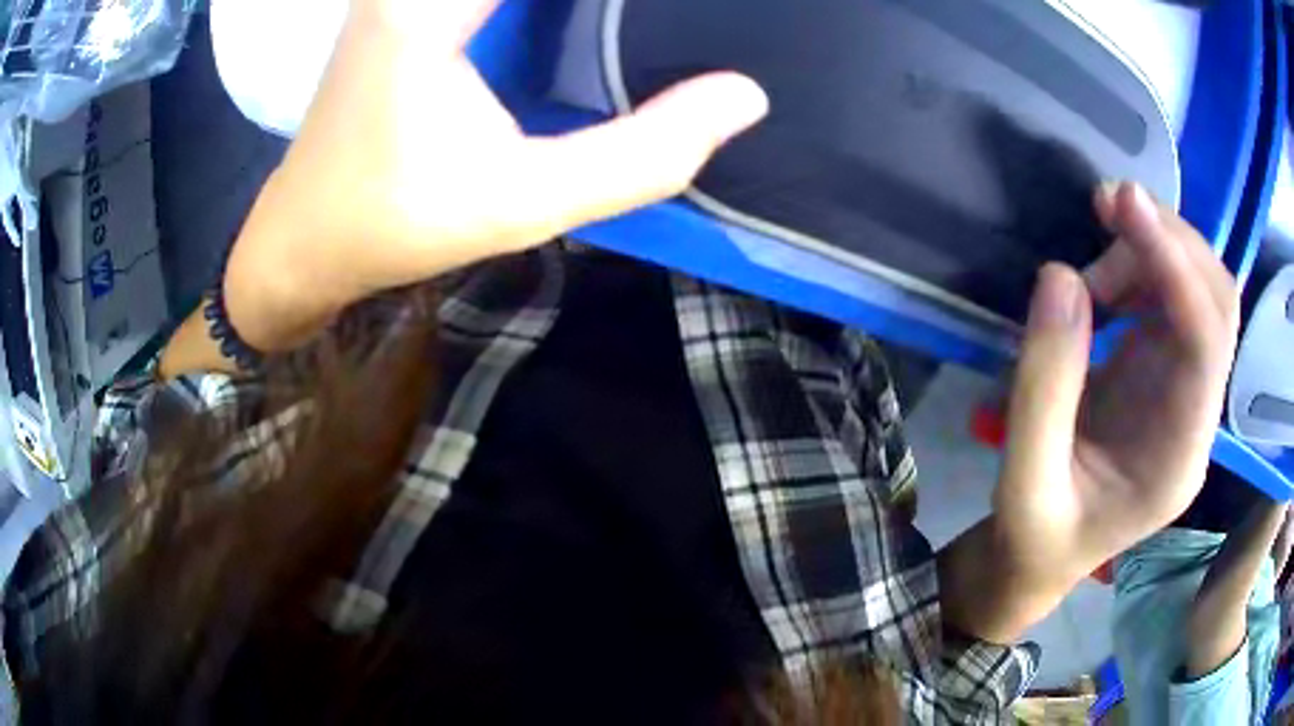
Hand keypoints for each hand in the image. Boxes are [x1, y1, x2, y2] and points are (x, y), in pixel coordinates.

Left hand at [223, 0, 767, 350]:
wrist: (306, 235)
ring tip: (618, 25)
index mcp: (430, 4)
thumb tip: (744, 97)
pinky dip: (549, 3)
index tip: (674, 14)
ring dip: (577, 3)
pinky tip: (577, 19)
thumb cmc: (398, 223)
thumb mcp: (525, 202)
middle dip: (597, 2)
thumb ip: (642, 154)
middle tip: (665, 19)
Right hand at [995, 181, 1239, 593]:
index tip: (1124, 207)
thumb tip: (1060, 276)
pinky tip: (1100, 283)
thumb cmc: (1035, 537)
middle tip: (1104, 211)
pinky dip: (1140, 265)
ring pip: (1199, 286)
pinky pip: (1172, 294)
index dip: (1174, 267)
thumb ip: (1041, 388)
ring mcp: (1186, 387)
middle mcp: (1197, 414)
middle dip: (1169, 241)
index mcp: (1177, 459)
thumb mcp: (1022, 482)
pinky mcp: (1165, 369)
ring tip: (1090, 271)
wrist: (1042, 556)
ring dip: (1150, 250)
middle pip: (1217, 301)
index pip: (1204, 343)